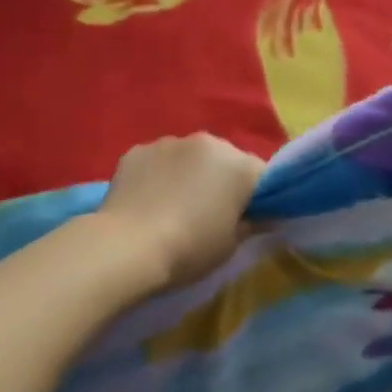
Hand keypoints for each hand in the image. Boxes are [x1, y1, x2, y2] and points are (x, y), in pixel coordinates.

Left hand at [97, 133, 264, 290]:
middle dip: (221, 180)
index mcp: (237, 164)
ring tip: (172, 207)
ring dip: (188, 174)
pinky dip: (157, 175)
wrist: (126, 246)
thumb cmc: (189, 249)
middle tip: (209, 213)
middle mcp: (206, 142)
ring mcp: (168, 142)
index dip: (257, 197)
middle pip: (224, 160)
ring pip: (188, 157)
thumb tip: (265, 215)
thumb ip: (253, 222)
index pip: (262, 175)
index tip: (247, 218)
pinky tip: (146, 202)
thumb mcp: (230, 244)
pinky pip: (157, 161)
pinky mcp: (136, 150)